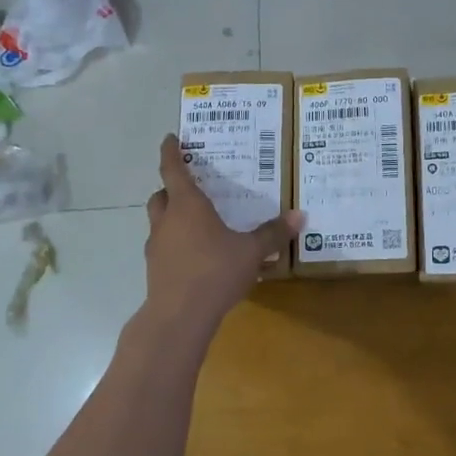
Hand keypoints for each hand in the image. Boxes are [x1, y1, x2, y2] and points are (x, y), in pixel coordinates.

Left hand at [144, 134, 301, 326]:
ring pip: (160, 222)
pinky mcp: (155, 270)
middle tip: (191, 187)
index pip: (173, 169)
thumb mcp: (251, 252)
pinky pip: (165, 247)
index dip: (170, 152)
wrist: (179, 317)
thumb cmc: (214, 272)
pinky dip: (177, 243)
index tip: (171, 138)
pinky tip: (198, 256)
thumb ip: (273, 233)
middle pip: (161, 195)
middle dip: (172, 188)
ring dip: (173, 217)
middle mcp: (167, 220)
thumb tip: (299, 215)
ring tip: (198, 223)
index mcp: (187, 205)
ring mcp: (157, 246)